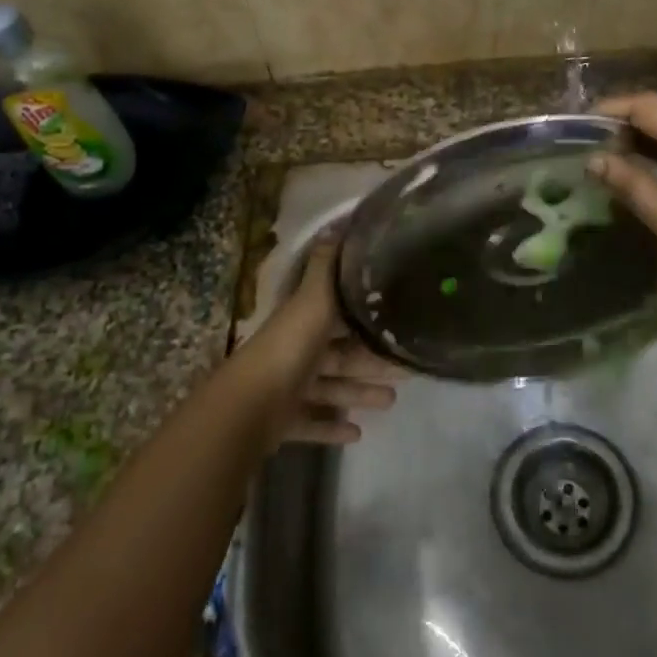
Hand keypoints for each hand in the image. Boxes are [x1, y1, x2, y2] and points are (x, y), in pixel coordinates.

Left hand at [244, 241, 404, 446]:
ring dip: (360, 392)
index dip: (364, 315)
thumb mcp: (313, 298)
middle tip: (407, 366)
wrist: (249, 405)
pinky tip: (358, 433)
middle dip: (372, 360)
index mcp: (304, 321)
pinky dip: (333, 428)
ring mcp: (289, 389)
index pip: (338, 314)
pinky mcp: (284, 422)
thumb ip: (326, 266)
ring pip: (332, 389)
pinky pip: (313, 423)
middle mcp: (297, 352)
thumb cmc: (289, 347)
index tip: (397, 317)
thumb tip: (337, 222)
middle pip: (341, 355)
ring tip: (392, 400)